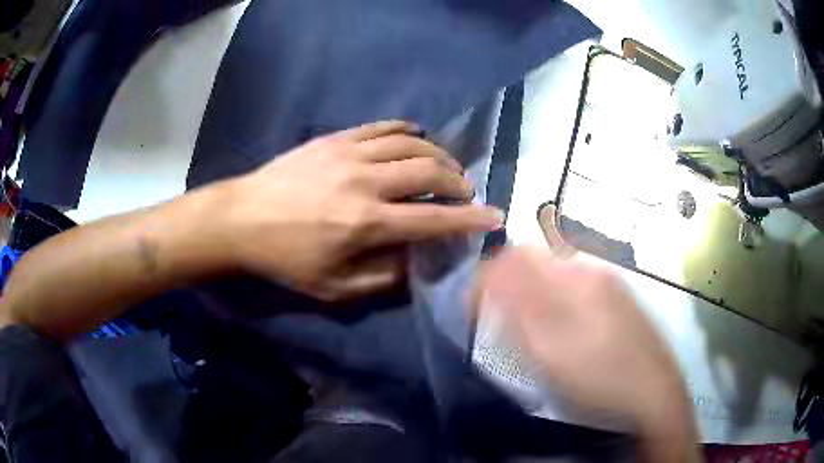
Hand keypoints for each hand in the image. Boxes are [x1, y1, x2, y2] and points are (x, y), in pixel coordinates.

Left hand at [222, 121, 502, 300]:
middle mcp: (365, 182)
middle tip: (465, 192)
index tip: (495, 216)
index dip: (470, 219)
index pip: (434, 218)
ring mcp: (350, 153)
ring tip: (445, 167)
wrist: (241, 218)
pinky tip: (416, 138)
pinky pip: (382, 127)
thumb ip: (383, 277)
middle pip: (430, 171)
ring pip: (411, 143)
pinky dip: (407, 131)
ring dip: (438, 154)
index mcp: (366, 223)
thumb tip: (417, 261)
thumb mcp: (333, 287)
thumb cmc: (285, 258)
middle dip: (458, 181)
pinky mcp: (335, 139)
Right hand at [474, 248, 689, 426]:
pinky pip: (575, 282)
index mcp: (574, 281)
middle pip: (537, 258)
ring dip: (532, 287)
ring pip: (556, 269)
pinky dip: (554, 294)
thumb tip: (488, 284)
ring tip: (526, 321)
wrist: (654, 391)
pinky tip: (559, 322)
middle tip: (498, 314)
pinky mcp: (617, 295)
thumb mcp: (551, 356)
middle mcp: (591, 270)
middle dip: (509, 280)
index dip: (488, 277)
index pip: (516, 258)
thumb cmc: (600, 380)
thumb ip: (518, 315)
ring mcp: (608, 281)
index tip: (473, 304)